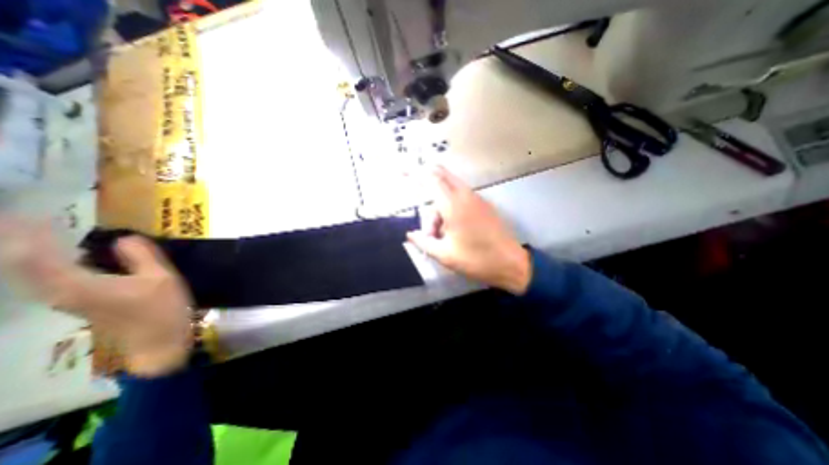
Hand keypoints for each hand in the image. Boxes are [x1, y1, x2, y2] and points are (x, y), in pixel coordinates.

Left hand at [0, 221, 191, 378]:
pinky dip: (42, 266)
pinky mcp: (78, 304)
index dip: (28, 235)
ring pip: (29, 275)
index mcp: (80, 285)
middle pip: (22, 267)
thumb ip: (142, 257)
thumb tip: (124, 238)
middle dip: (16, 243)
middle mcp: (62, 293)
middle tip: (17, 221)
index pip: (38, 256)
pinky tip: (58, 259)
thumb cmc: (162, 309)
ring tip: (31, 236)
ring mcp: (68, 301)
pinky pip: (46, 281)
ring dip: (26, 254)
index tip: (27, 214)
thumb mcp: (162, 279)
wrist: (157, 341)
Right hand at [406, 167, 530, 294]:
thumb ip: (424, 242)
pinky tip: (450, 230)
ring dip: (439, 206)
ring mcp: (476, 199)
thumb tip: (410, 234)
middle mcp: (465, 196)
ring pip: (450, 189)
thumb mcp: (445, 255)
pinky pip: (461, 197)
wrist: (511, 263)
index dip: (416, 173)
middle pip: (442, 177)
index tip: (403, 171)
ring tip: (438, 235)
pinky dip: (449, 207)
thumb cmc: (476, 260)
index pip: (431, 180)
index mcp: (453, 206)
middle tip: (419, 203)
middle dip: (427, 183)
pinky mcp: (483, 205)